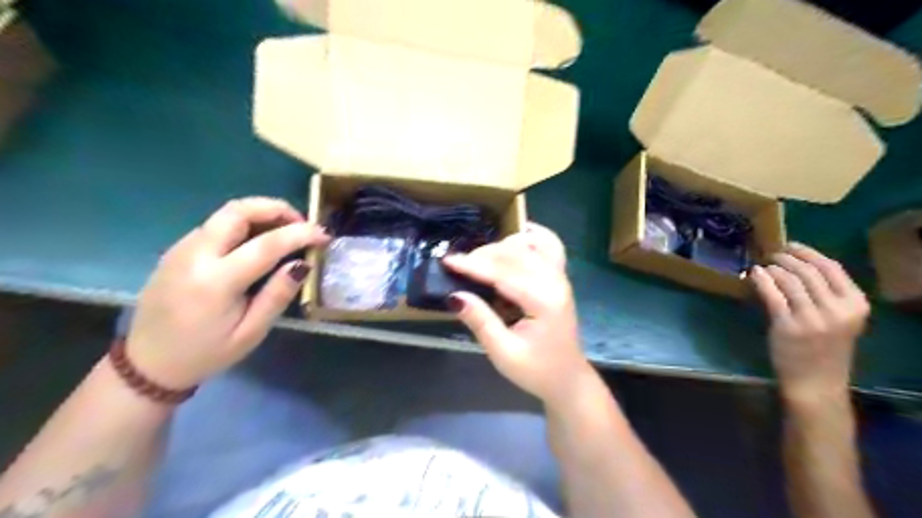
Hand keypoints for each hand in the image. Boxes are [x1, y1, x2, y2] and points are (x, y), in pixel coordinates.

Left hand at [126, 197, 332, 388]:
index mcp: (216, 282)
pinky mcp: (177, 250)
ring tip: (284, 231)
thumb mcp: (251, 333)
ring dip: (260, 213)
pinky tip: (257, 242)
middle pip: (238, 211)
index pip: (266, 244)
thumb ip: (277, 296)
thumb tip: (302, 264)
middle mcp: (195, 256)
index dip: (300, 234)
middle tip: (301, 223)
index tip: (324, 235)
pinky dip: (243, 223)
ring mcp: (181, 249)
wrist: (147, 364)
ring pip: (225, 213)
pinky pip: (215, 225)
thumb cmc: (206, 354)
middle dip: (275, 208)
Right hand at [441, 223, 589, 404]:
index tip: (448, 261)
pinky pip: (549, 245)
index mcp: (544, 302)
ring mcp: (561, 277)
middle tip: (458, 264)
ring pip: (530, 245)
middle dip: (484, 254)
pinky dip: (530, 237)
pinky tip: (513, 237)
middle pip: (516, 254)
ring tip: (480, 258)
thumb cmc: (535, 370)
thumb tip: (454, 295)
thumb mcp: (503, 352)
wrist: (566, 378)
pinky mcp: (560, 277)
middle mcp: (556, 282)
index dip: (473, 265)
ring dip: (503, 245)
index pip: (504, 273)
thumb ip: (480, 321)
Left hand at [747, 241, 872, 403]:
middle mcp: (837, 309)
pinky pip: (772, 294)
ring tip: (764, 265)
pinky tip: (755, 274)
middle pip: (808, 271)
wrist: (816, 383)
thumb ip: (826, 296)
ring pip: (789, 280)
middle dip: (787, 257)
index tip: (791, 245)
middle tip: (772, 254)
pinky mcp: (787, 325)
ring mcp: (812, 318)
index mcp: (856, 305)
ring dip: (773, 268)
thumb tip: (797, 267)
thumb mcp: (838, 320)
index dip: (808, 253)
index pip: (831, 268)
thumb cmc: (825, 350)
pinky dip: (762, 280)